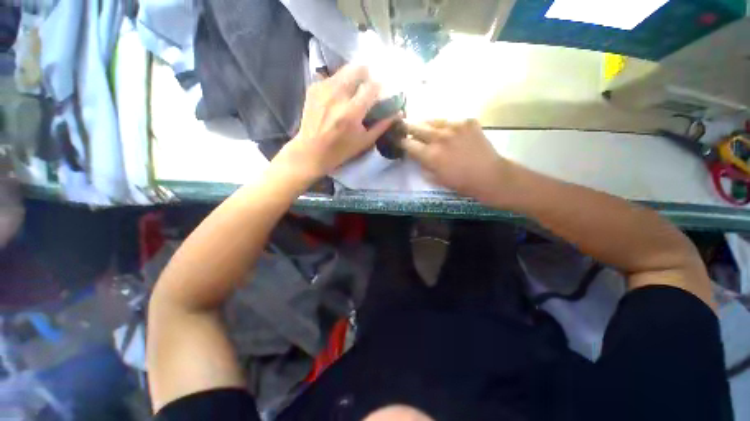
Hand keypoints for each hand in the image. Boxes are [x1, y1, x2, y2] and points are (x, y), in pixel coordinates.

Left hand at [274, 65, 396, 181]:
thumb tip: (397, 113)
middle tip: (369, 85)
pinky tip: (339, 94)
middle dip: (367, 74)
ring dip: (353, 76)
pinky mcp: (314, 88)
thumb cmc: (341, 150)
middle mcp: (337, 96)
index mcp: (352, 112)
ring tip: (354, 89)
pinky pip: (332, 77)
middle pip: (357, 69)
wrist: (311, 151)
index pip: (372, 86)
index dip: (380, 86)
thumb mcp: (364, 142)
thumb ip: (382, 125)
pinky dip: (340, 82)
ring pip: (344, 70)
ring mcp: (323, 89)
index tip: (381, 91)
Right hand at [402, 119, 513, 203]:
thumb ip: (422, 166)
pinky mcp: (467, 121)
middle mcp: (439, 137)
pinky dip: (445, 125)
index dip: (400, 142)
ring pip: (432, 120)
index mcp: (430, 155)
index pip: (407, 144)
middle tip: (404, 127)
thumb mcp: (435, 179)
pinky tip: (447, 131)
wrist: (489, 175)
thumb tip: (415, 155)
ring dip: (425, 124)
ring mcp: (454, 126)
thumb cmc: (460, 183)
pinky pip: (450, 120)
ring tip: (424, 127)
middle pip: (416, 127)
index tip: (397, 140)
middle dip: (407, 127)